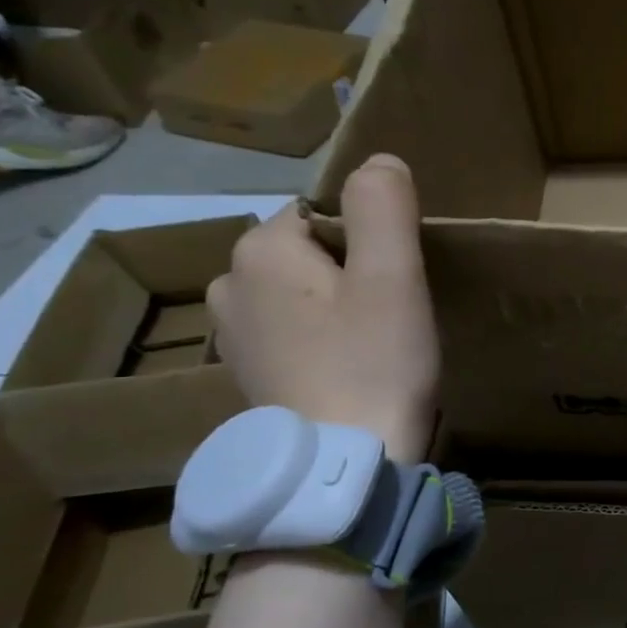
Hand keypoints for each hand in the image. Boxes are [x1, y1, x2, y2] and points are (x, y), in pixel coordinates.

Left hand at [207, 154, 439, 464]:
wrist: (345, 466)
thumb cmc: (374, 362)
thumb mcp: (393, 275)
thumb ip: (384, 205)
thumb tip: (380, 161)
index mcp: (259, 252)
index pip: (322, 214)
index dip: (369, 240)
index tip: (398, 282)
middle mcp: (228, 287)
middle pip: (306, 253)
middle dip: (348, 271)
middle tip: (392, 313)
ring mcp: (231, 338)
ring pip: (296, 294)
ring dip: (333, 306)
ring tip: (372, 343)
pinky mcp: (246, 377)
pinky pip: (288, 333)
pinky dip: (317, 340)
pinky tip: (346, 370)